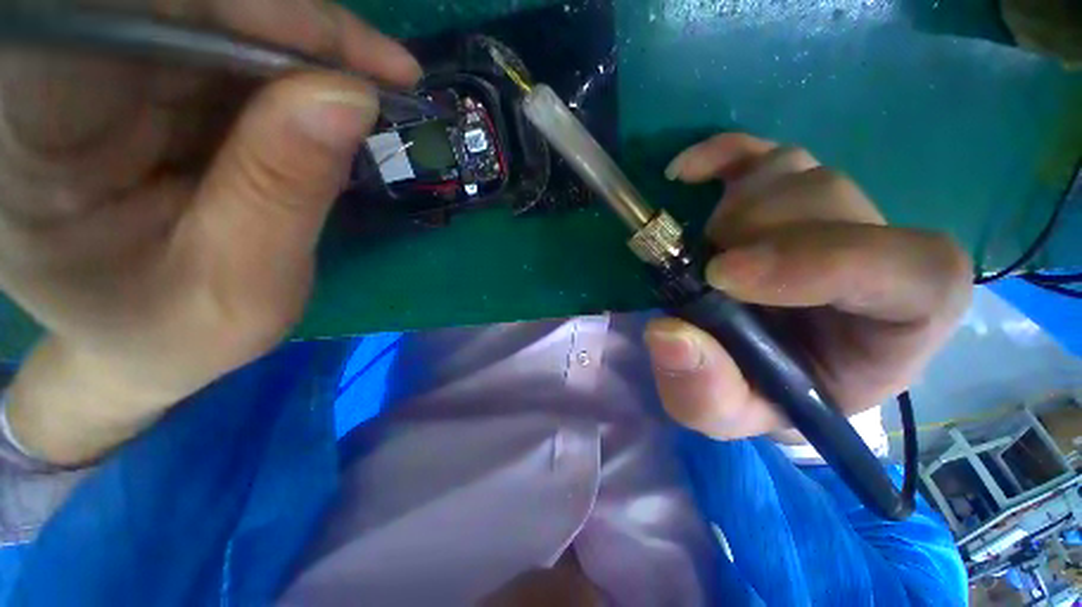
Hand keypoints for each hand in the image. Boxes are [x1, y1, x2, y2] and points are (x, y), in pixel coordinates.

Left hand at [0, 0, 419, 462]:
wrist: (142, 341)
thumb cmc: (178, 333)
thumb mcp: (244, 286)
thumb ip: (286, 190)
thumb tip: (352, 97)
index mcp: (32, 144)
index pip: (132, 18)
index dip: (256, 16)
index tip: (363, 63)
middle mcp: (49, 85)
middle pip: (180, 7)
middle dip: (295, 34)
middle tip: (387, 78)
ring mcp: (91, 76)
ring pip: (209, 19)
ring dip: (302, 55)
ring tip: (370, 100)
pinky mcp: (134, 81)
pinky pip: (219, 45)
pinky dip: (288, 70)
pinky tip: (330, 105)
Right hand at [644, 134, 972, 440]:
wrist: (751, 367)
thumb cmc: (757, 396)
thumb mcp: (727, 415)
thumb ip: (704, 393)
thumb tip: (666, 333)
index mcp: (895, 327)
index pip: (919, 271)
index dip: (825, 260)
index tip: (724, 278)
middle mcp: (876, 255)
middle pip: (835, 202)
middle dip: (754, 234)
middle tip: (703, 272)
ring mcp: (829, 213)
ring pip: (795, 171)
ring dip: (730, 209)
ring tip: (701, 253)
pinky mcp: (781, 194)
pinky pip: (760, 152)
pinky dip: (720, 154)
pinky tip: (685, 174)